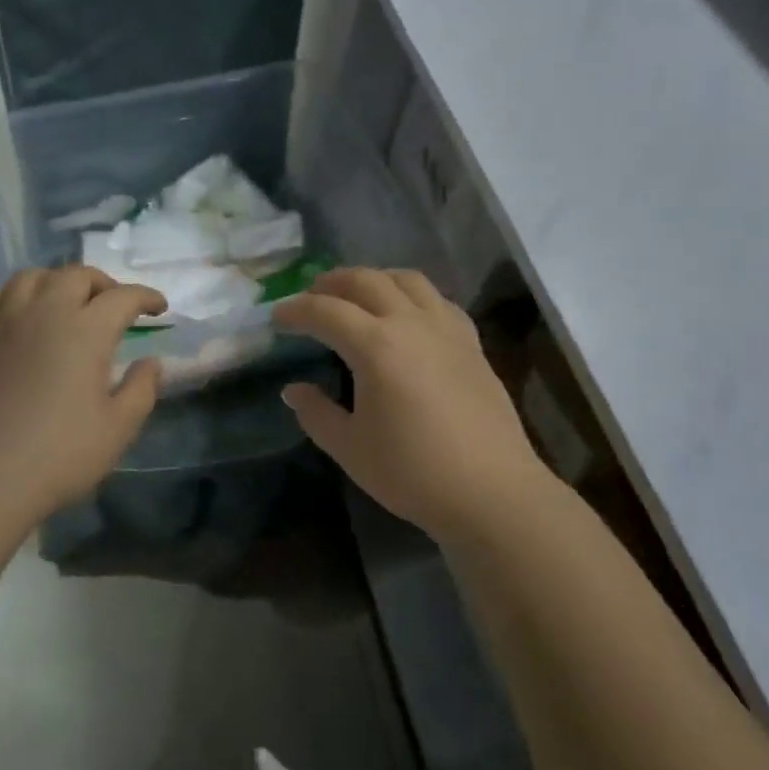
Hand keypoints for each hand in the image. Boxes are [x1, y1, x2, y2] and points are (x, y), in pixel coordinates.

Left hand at [0, 267, 165, 519]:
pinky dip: (9, 303)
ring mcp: (3, 325)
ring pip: (29, 278)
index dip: (145, 297)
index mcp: (85, 330)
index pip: (122, 297)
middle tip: (113, 305)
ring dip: (55, 282)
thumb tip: (151, 362)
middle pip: (75, 275)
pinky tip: (16, 322)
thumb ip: (141, 389)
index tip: (159, 308)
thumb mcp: (118, 428)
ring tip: (65, 303)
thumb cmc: (59, 455)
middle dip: (101, 283)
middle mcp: (44, 314)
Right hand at [274, 268, 550, 542]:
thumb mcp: (350, 448)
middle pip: (366, 281)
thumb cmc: (413, 472)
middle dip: (332, 282)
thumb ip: (316, 413)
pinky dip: (412, 295)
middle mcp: (411, 323)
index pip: (326, 312)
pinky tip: (407, 315)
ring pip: (406, 280)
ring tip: (358, 295)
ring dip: (374, 278)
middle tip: (311, 297)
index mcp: (376, 346)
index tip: (277, 316)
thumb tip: (293, 390)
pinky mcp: (471, 342)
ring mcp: (446, 329)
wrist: (491, 491)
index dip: (296, 310)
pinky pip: (437, 300)